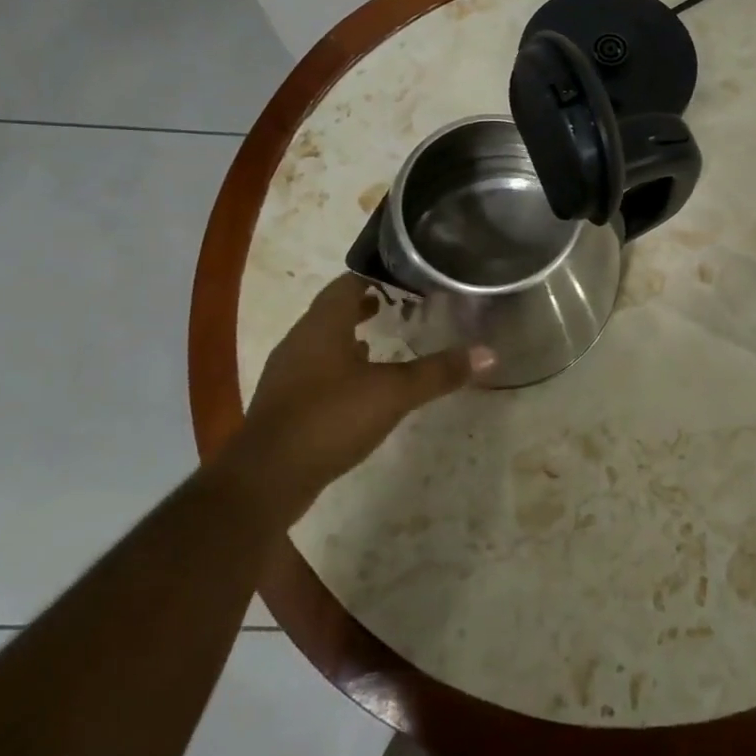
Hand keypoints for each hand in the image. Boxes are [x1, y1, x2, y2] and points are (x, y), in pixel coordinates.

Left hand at [228, 274, 493, 517]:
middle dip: (366, 305)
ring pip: (323, 341)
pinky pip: (316, 370)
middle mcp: (300, 340)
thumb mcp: (394, 393)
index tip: (408, 279)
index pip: (348, 282)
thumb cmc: (330, 418)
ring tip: (385, 340)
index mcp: (322, 325)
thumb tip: (489, 353)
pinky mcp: (285, 403)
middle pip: (334, 310)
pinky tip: (361, 385)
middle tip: (403, 307)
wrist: (266, 479)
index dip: (377, 276)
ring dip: (351, 337)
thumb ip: (438, 372)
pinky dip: (340, 367)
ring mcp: (288, 373)